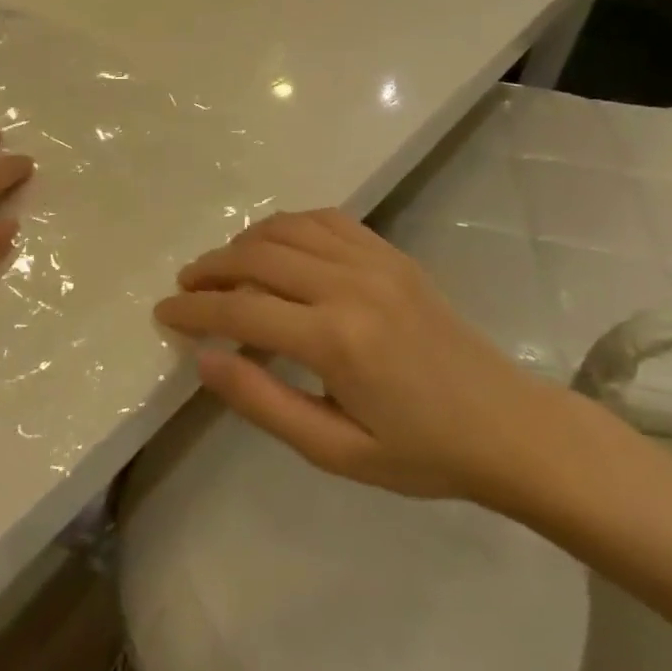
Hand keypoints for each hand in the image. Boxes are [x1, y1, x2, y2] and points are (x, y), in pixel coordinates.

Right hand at [156, 209, 576, 506]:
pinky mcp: (391, 253)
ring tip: (221, 267)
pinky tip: (274, 245)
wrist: (507, 426)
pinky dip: (288, 224)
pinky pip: (326, 218)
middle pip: (257, 257)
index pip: (241, 309)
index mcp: (335, 339)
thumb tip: (203, 359)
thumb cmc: (421, 452)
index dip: (194, 310)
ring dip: (243, 242)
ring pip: (287, 228)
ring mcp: (374, 261)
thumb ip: (263, 401)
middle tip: (185, 288)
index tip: (164, 313)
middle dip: (210, 269)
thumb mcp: (336, 450)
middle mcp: (350, 284)